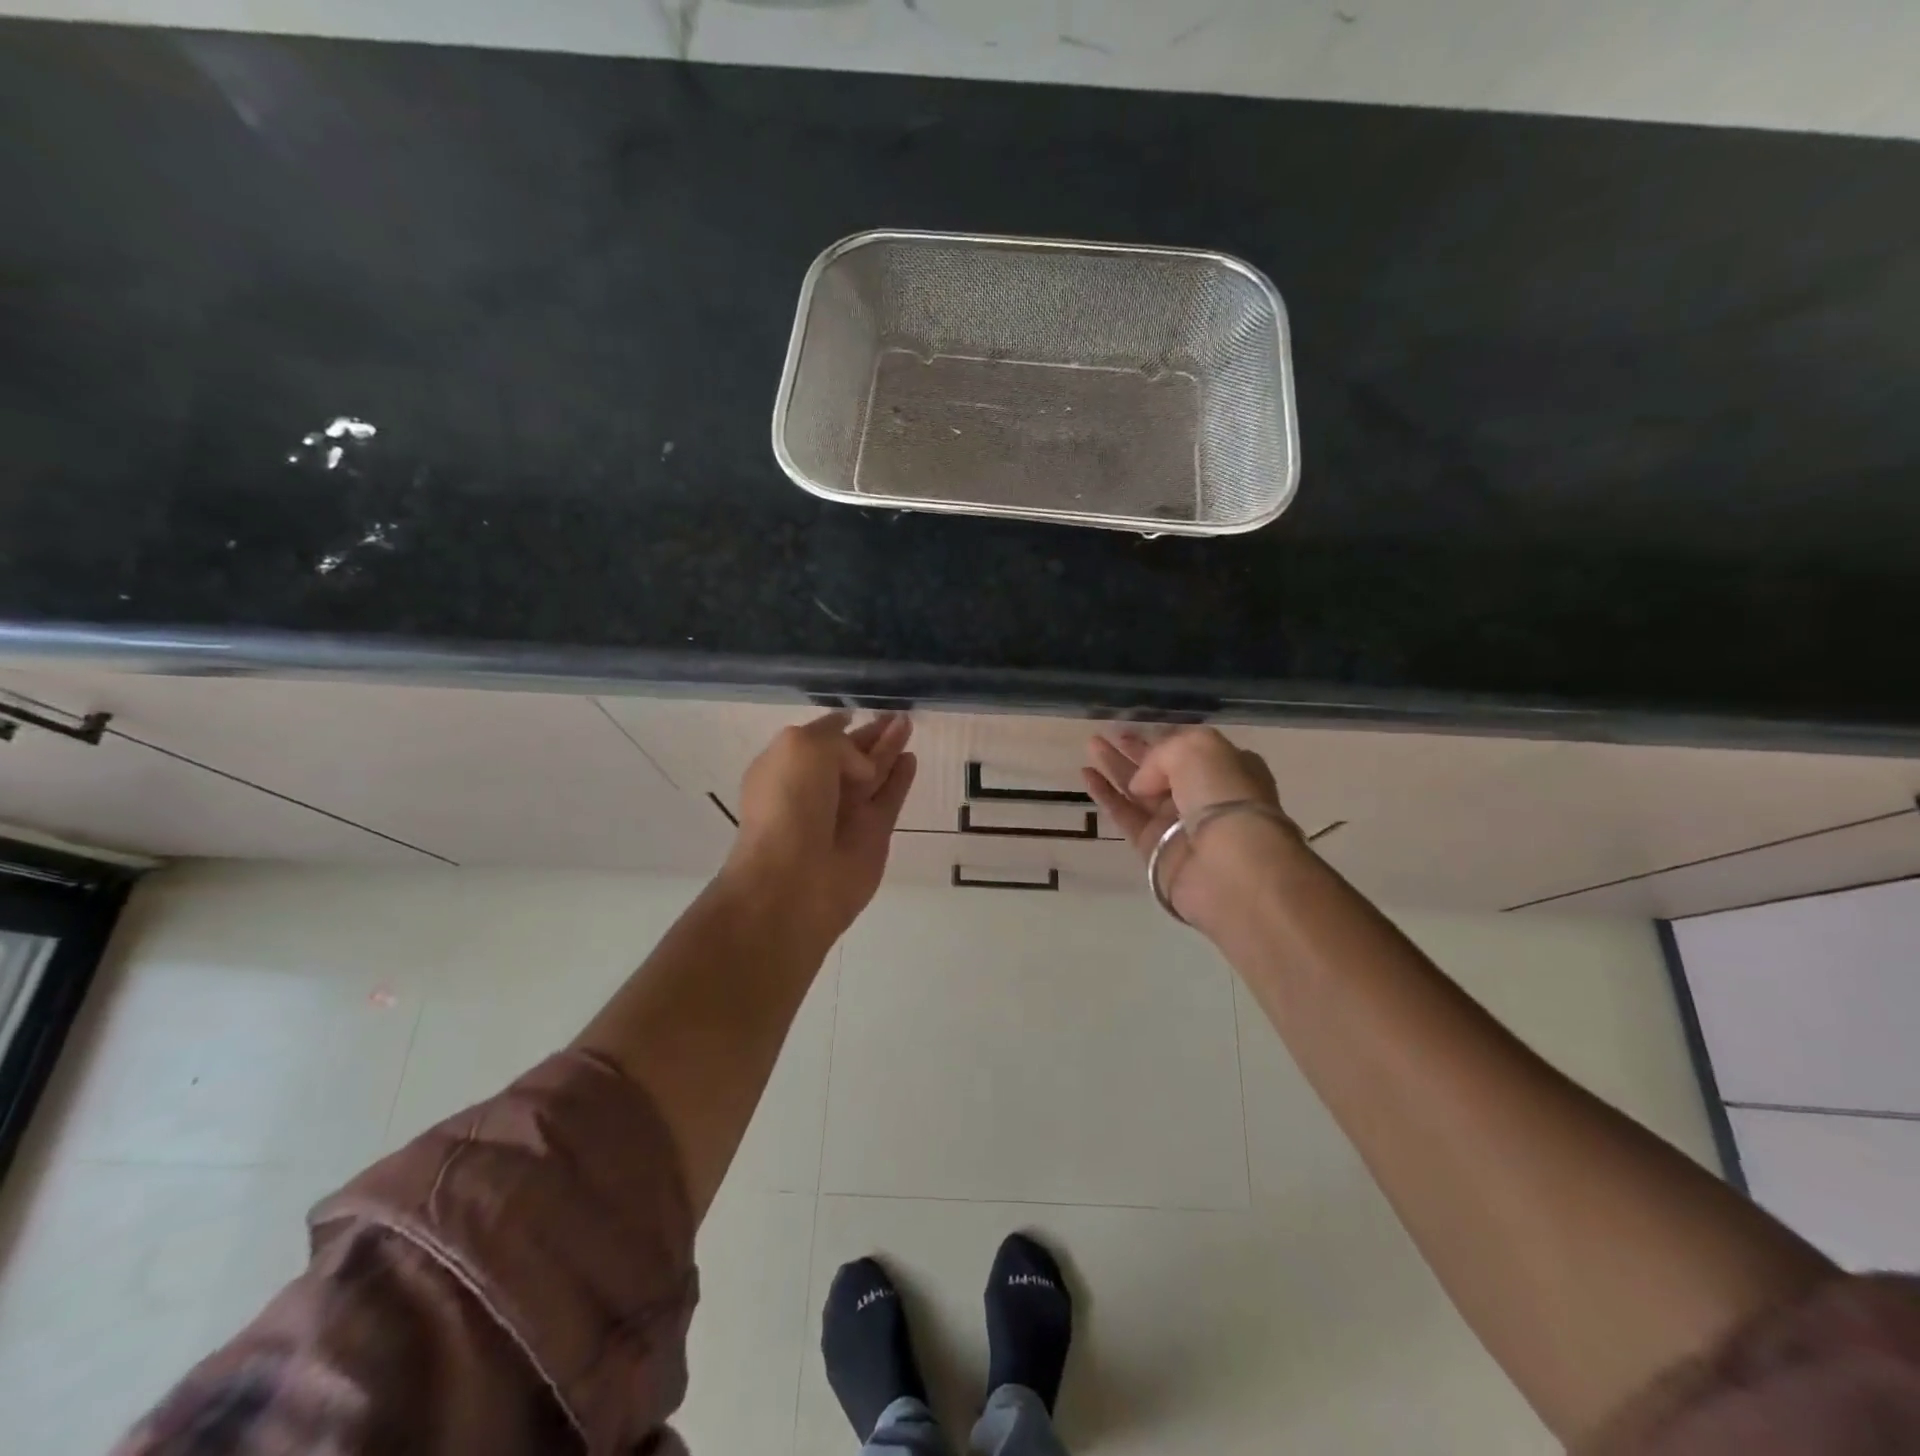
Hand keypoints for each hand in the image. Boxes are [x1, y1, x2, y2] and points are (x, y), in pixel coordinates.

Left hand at [727, 711, 916, 939]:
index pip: (817, 739)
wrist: (796, 879)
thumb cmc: (788, 805)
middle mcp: (815, 788)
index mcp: (785, 767)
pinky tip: (911, 758)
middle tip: (897, 714)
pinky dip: (901, 778)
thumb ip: (836, 743)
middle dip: (871, 734)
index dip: (837, 725)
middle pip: (850, 755)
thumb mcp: (801, 749)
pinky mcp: (874, 833)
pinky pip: (890, 797)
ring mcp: (846, 812)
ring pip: (874, 772)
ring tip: (908, 723)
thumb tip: (863, 767)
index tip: (857, 710)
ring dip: (890, 748)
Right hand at [1083, 727, 1299, 932]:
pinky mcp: (1153, 847)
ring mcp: (1177, 823)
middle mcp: (1203, 795)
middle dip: (1134, 750)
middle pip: (1161, 769)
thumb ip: (1161, 754)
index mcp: (1227, 768)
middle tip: (1107, 734)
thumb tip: (1141, 783)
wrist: (1228, 865)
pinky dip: (1105, 795)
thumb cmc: (1223, 796)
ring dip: (1114, 767)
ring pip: (1139, 790)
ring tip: (1090, 745)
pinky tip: (1086, 775)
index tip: (1136, 728)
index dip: (1162, 738)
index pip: (1189, 750)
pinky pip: (1124, 815)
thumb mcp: (1197, 749)